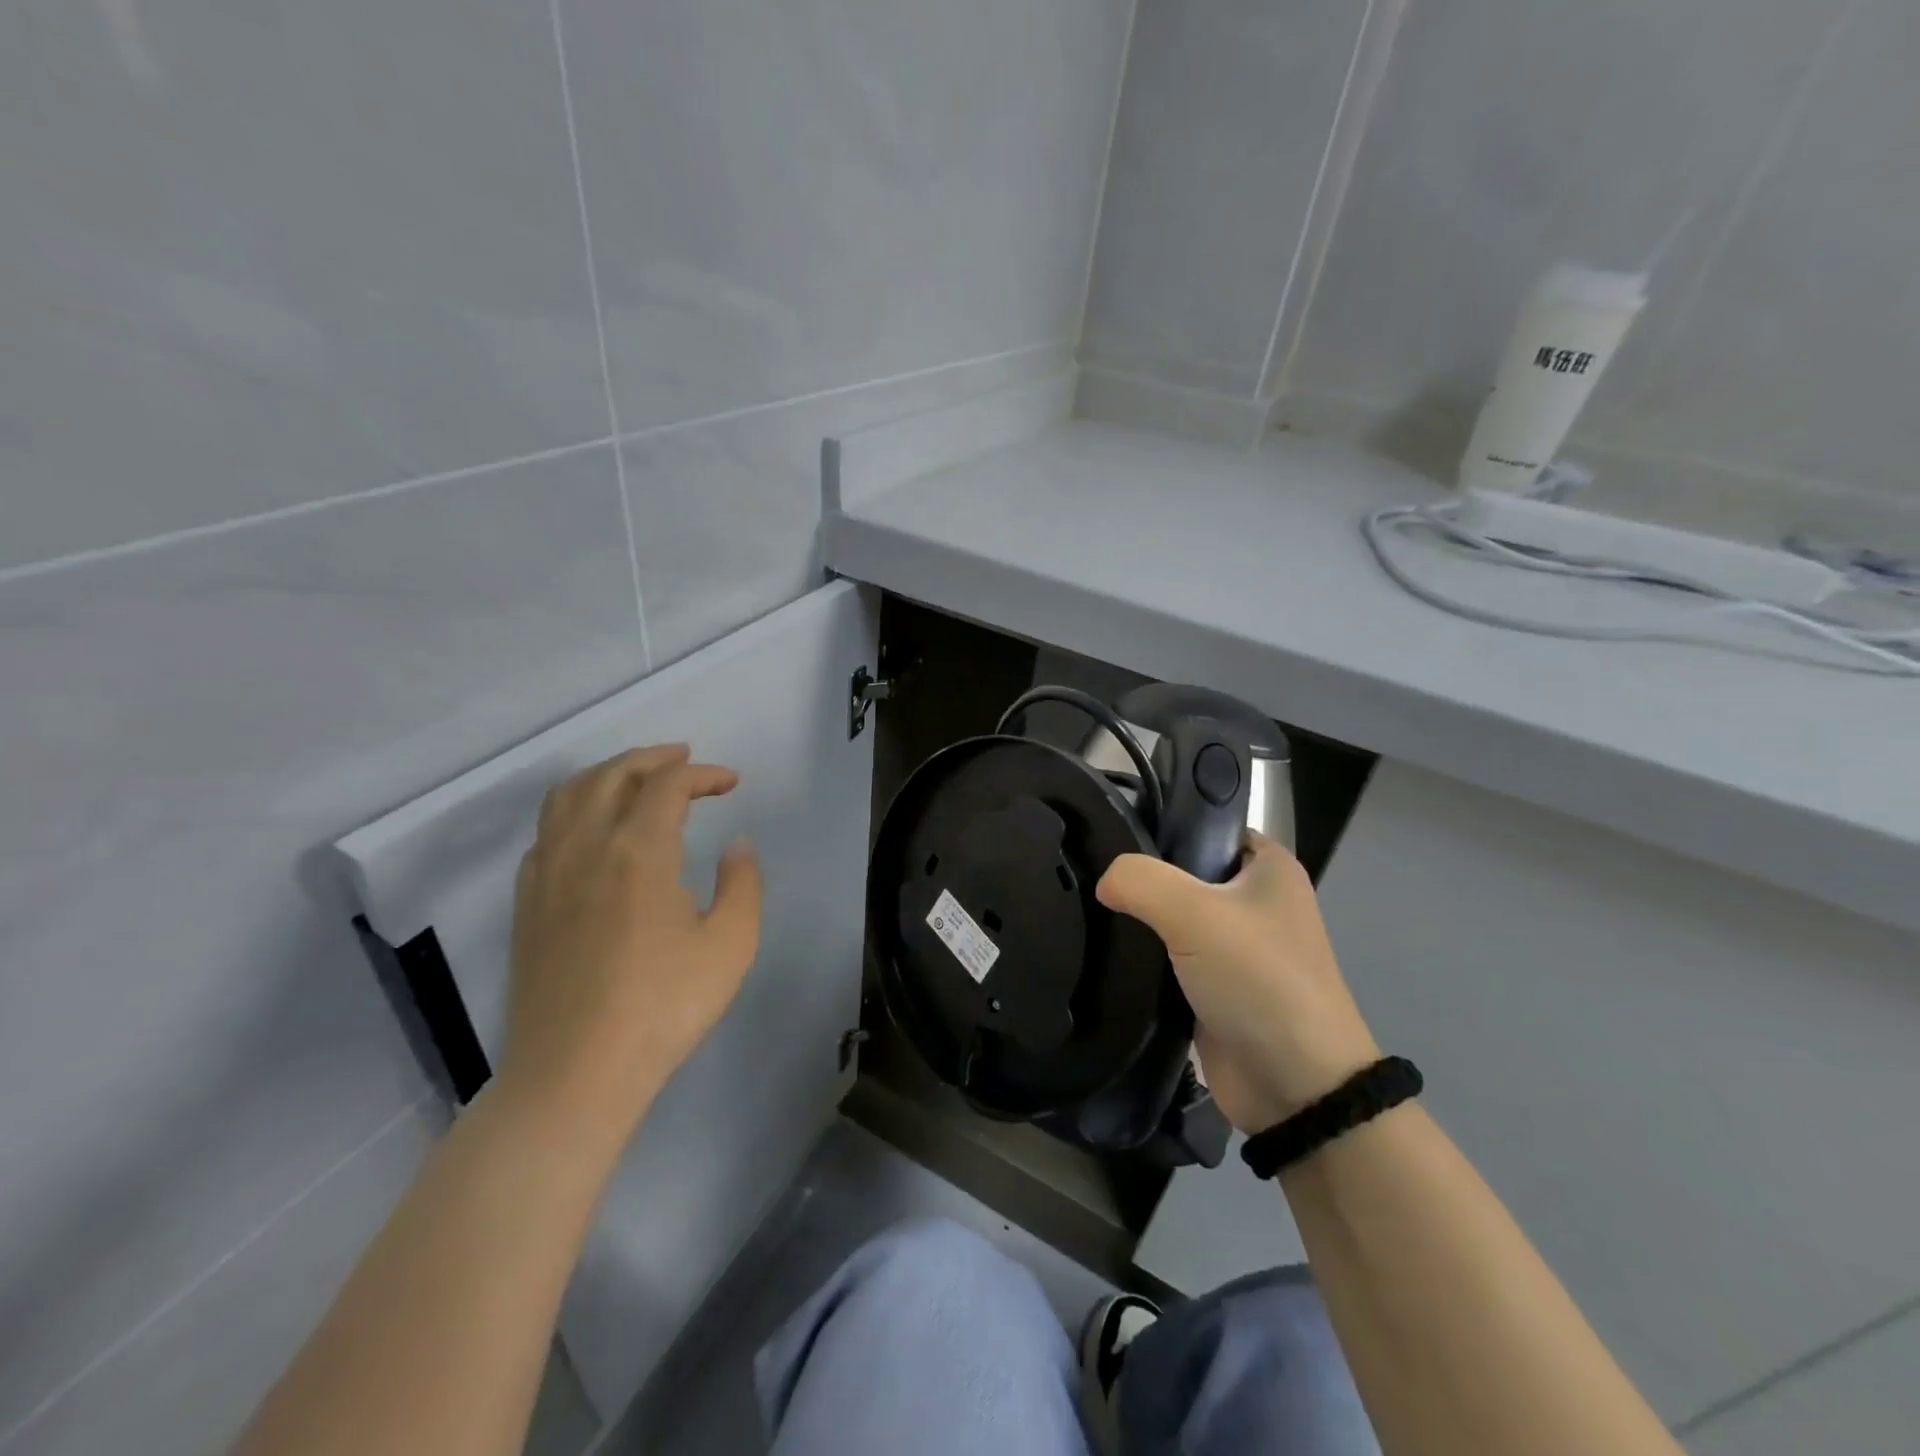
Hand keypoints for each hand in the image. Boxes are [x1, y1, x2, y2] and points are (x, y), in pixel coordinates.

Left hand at [500, 743, 762, 1138]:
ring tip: (635, 779)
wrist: (575, 1074)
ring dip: (606, 774)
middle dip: (652, 758)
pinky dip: (574, 810)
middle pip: (612, 775)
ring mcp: (547, 874)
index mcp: (638, 851)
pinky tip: (591, 832)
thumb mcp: (731, 945)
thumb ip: (743, 884)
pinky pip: (546, 832)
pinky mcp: (527, 904)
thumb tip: (735, 847)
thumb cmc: (664, 1007)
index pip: (668, 785)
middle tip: (684, 759)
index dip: (702, 774)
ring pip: (568, 796)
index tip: (730, 783)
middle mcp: (586, 847)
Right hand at [1097, 833, 1378, 1133]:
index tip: (1108, 830)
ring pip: (1170, 916)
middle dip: (1139, 875)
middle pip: (1182, 870)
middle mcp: (1253, 900)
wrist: (1294, 1086)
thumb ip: (1140, 881)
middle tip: (1087, 871)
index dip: (1160, 824)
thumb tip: (1103, 881)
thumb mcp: (1195, 913)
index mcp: (1268, 866)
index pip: (1204, 825)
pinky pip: (1167, 956)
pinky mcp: (1212, 986)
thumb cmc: (1258, 979)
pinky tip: (1102, 948)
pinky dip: (1141, 956)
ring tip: (1084, 906)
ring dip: (1136, 919)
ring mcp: (1233, 946)